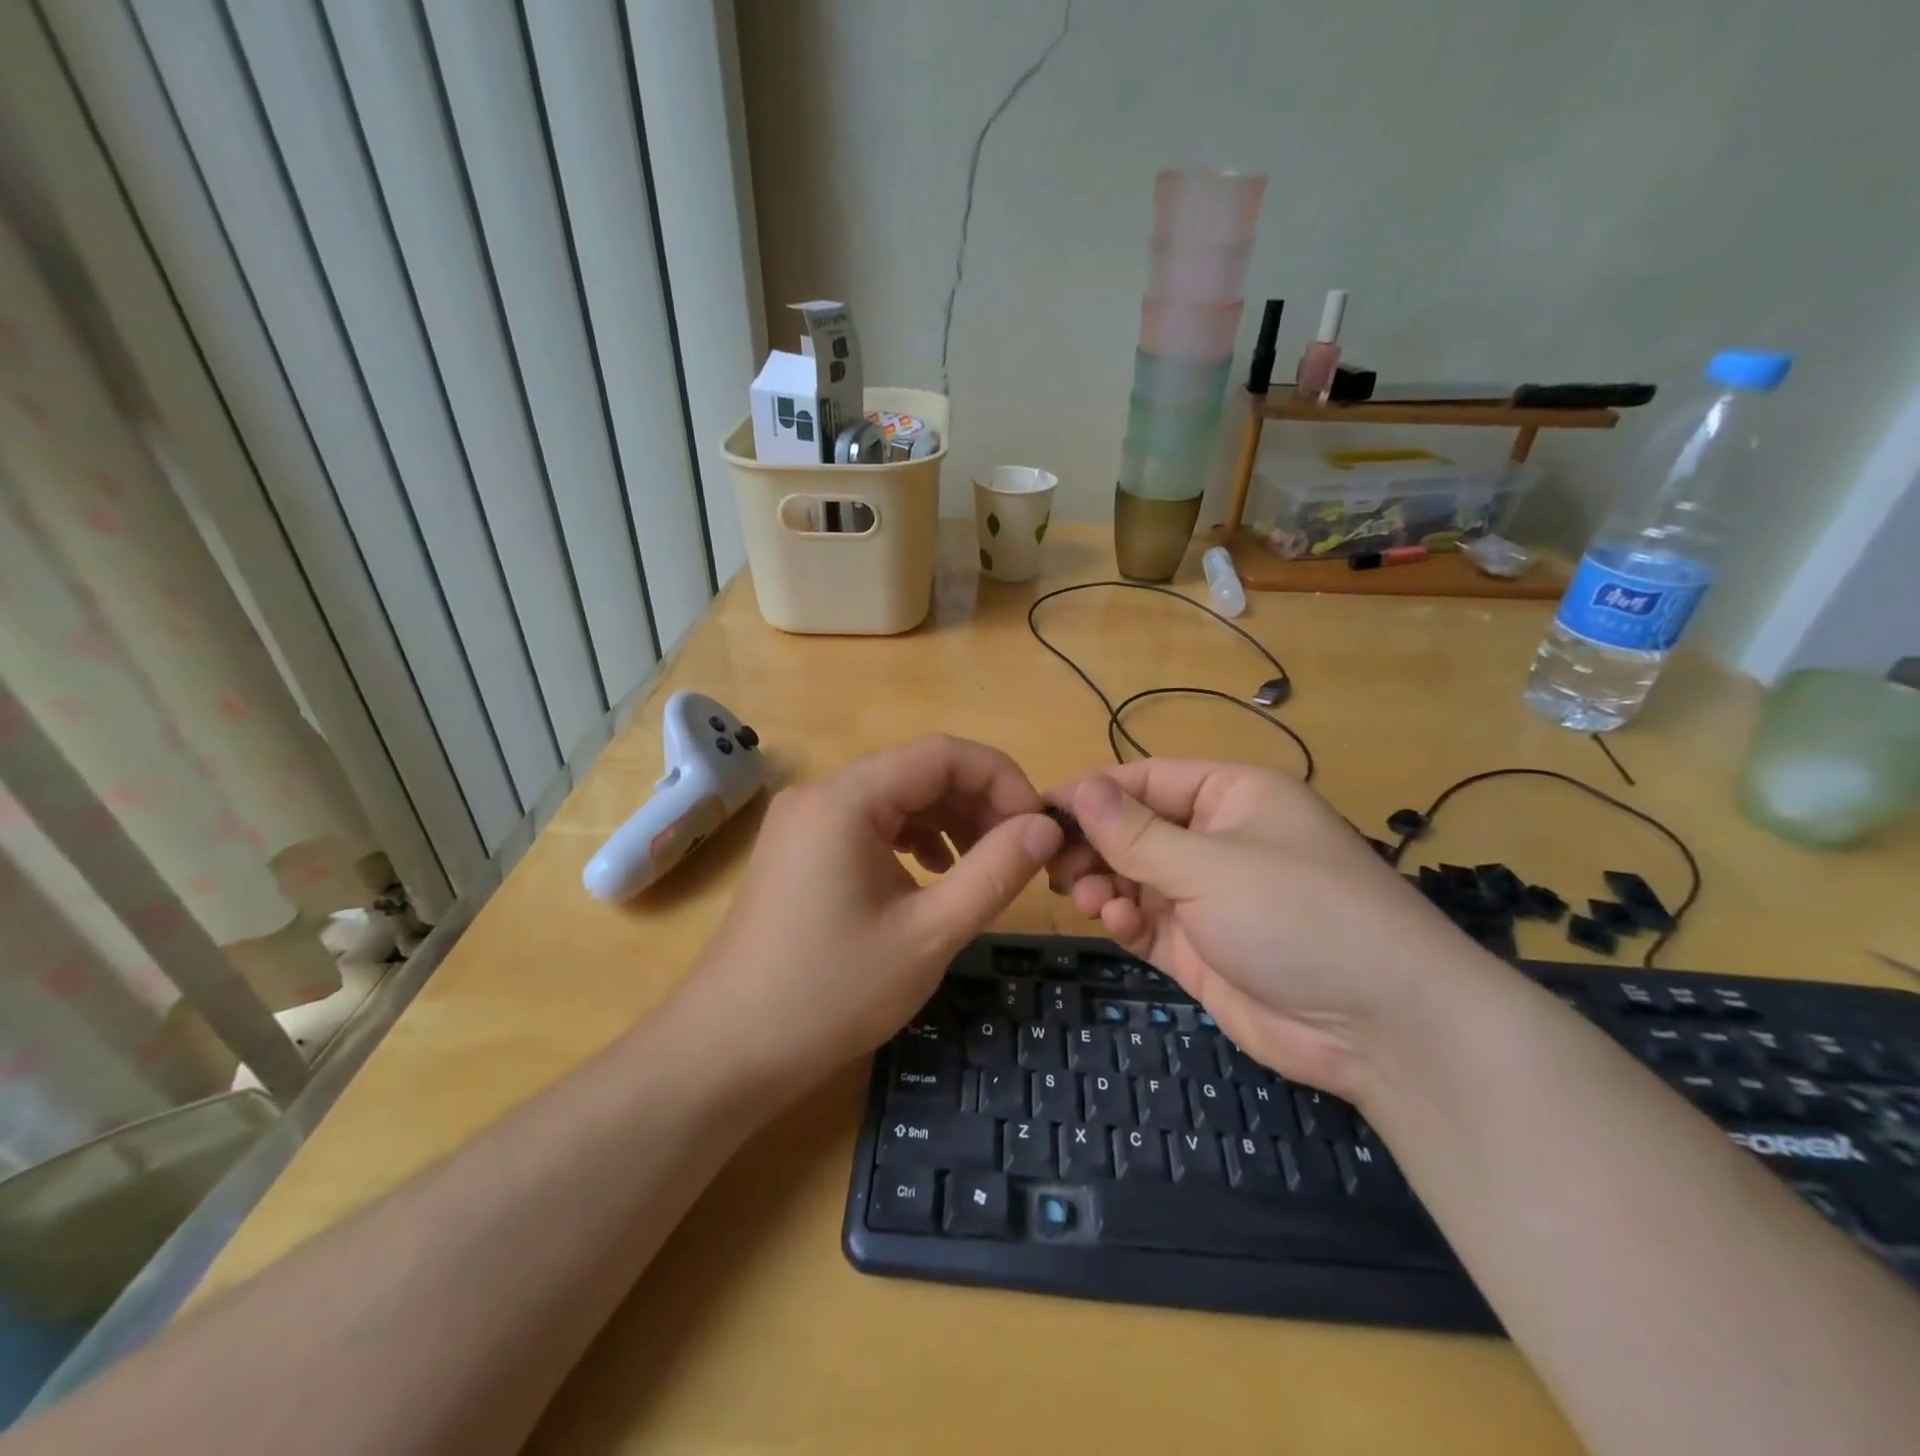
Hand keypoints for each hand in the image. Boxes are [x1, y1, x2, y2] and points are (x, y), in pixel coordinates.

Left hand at [680, 736, 1063, 1089]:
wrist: (727, 1050)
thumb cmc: (831, 993)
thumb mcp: (928, 934)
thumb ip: (994, 872)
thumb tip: (1045, 827)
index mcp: (847, 799)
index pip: (943, 754)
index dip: (1002, 779)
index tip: (1038, 826)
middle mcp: (821, 793)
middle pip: (918, 771)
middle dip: (977, 802)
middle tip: (1019, 852)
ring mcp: (804, 820)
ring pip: (895, 796)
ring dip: (948, 820)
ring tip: (984, 865)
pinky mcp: (799, 847)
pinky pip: (869, 822)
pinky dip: (911, 837)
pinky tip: (932, 872)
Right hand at [1048, 761, 1497, 1101]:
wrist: (1383, 1027)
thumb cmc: (1297, 914)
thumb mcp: (1209, 865)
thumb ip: (1135, 832)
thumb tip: (1078, 787)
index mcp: (1232, 796)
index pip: (1146, 780)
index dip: (1093, 792)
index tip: (1039, 811)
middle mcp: (1219, 840)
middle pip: (1135, 829)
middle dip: (1094, 845)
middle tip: (1051, 864)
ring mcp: (1210, 897)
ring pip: (1135, 878)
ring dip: (1105, 884)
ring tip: (1085, 897)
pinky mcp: (1203, 948)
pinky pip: (1149, 922)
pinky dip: (1126, 920)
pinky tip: (1116, 924)